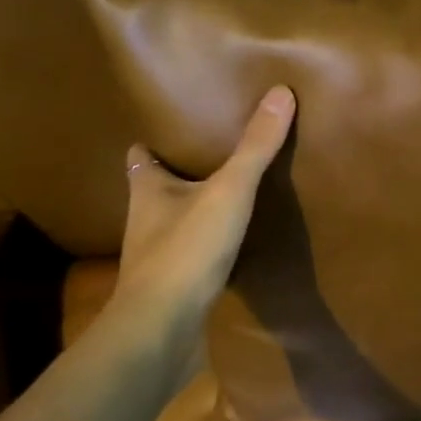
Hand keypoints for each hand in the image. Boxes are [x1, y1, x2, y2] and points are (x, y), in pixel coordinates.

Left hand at [111, 86, 295, 362]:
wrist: (162, 330)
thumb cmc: (186, 249)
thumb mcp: (228, 191)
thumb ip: (255, 147)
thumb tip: (280, 91)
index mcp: (148, 191)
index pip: (140, 157)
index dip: (151, 143)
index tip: (170, 130)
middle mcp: (145, 221)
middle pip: (156, 190)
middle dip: (177, 176)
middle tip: (210, 158)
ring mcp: (156, 259)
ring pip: (172, 225)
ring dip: (191, 213)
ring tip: (225, 199)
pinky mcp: (172, 289)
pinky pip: (189, 259)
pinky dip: (205, 249)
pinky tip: (230, 248)